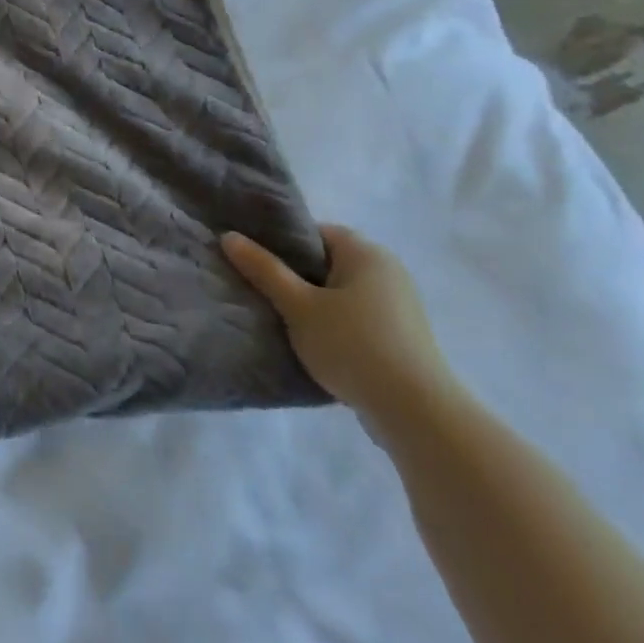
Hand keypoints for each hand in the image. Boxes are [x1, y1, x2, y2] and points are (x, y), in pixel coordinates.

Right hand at [221, 224, 457, 432]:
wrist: (415, 410)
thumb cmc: (352, 345)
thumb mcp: (298, 306)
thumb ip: (264, 269)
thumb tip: (229, 236)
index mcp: (366, 254)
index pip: (316, 232)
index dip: (282, 243)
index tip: (255, 262)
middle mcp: (388, 270)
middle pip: (328, 261)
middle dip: (294, 274)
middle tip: (260, 290)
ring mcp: (399, 304)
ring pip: (340, 291)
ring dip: (313, 301)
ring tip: (281, 318)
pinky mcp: (401, 334)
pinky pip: (356, 315)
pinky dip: (333, 322)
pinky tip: (313, 341)